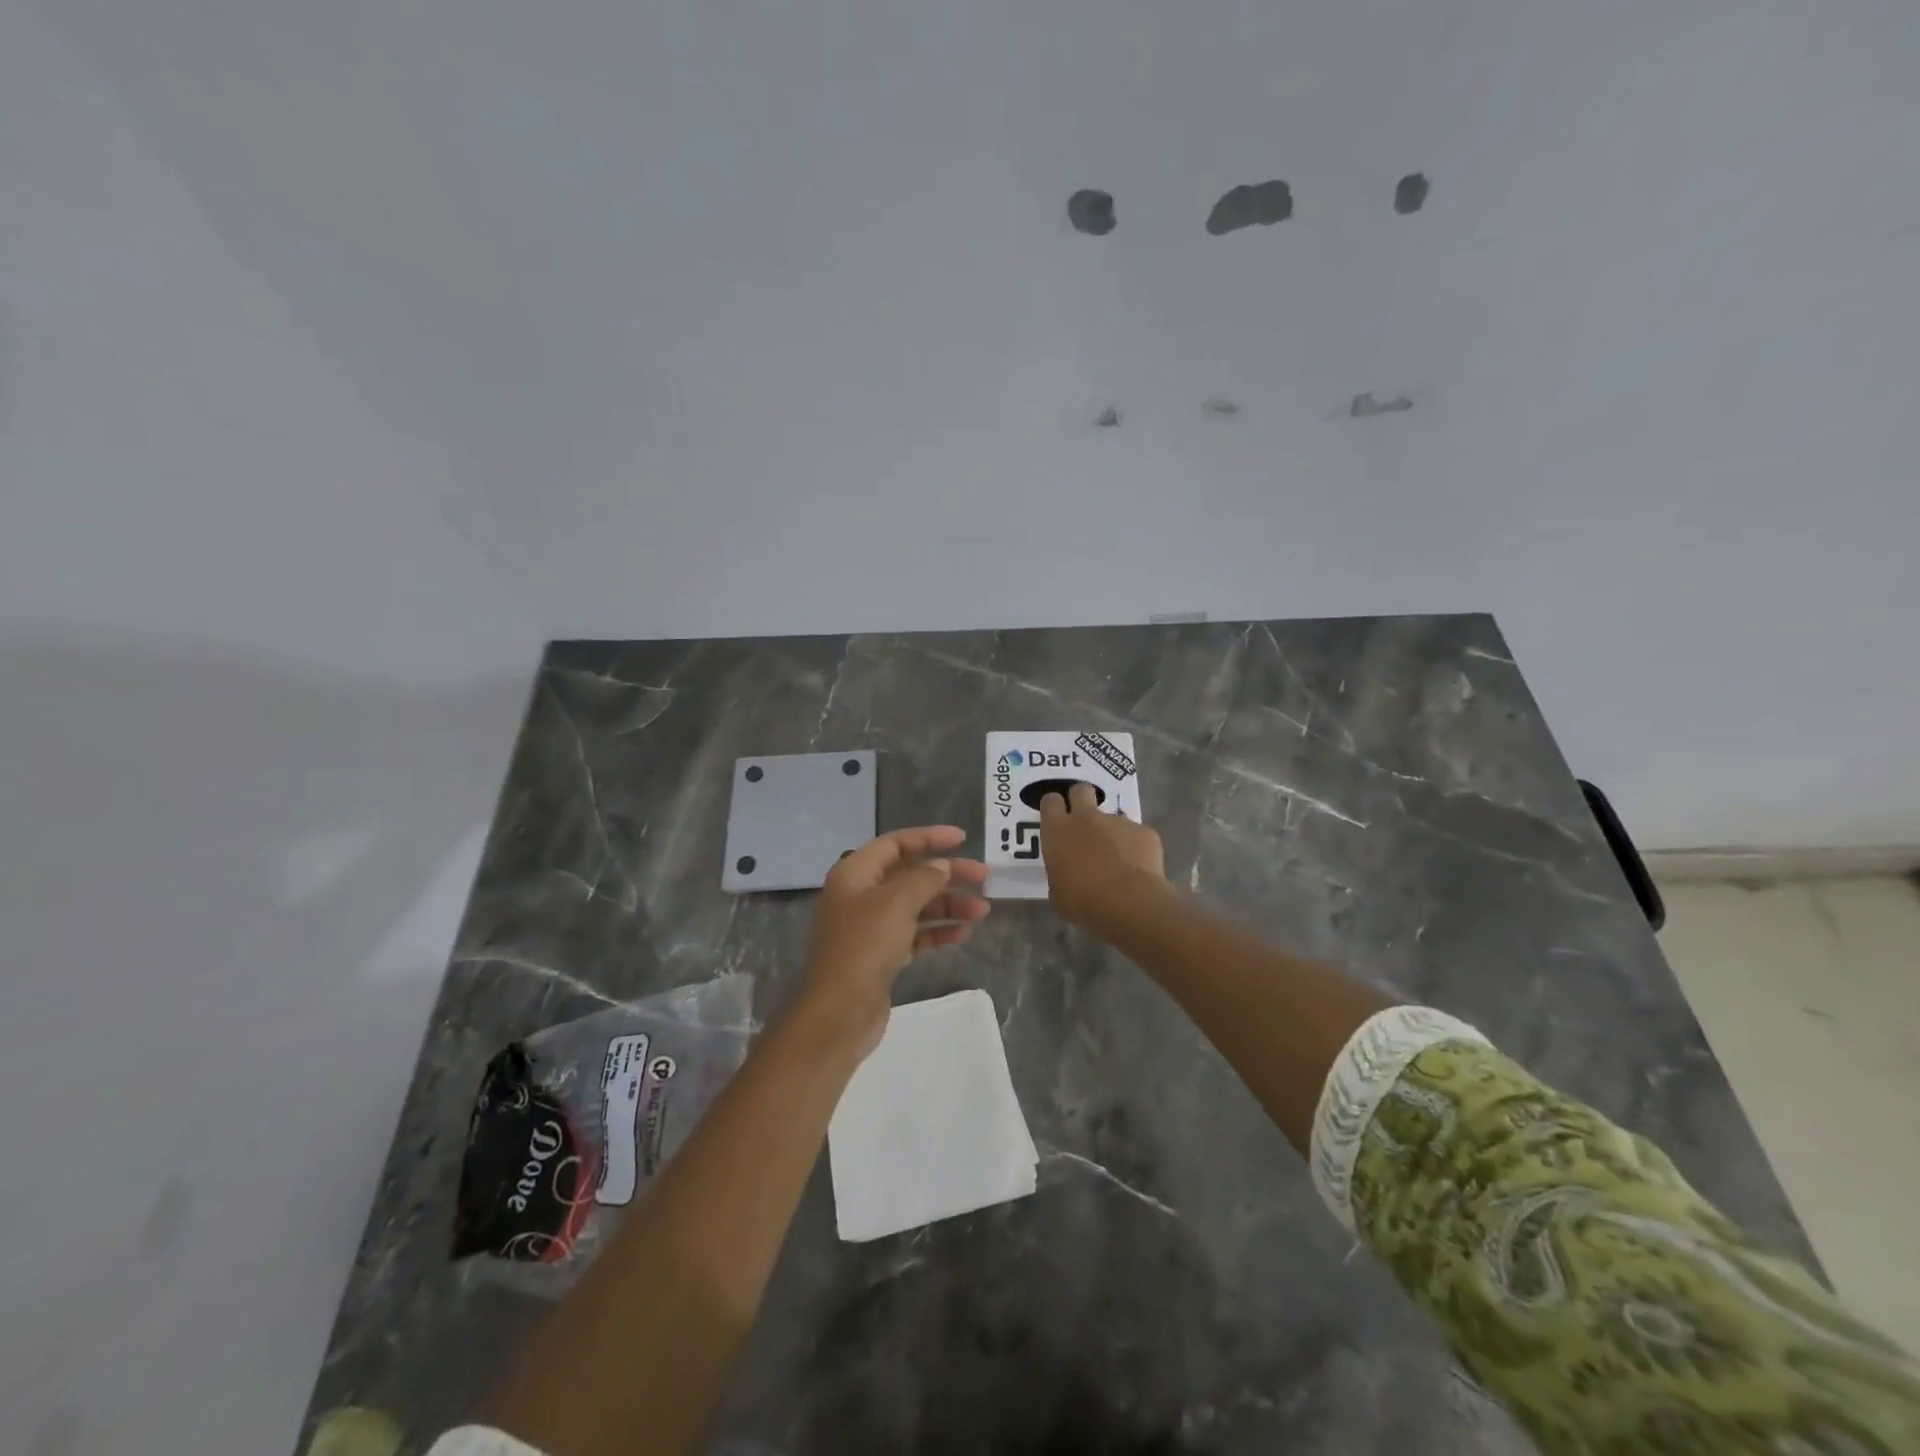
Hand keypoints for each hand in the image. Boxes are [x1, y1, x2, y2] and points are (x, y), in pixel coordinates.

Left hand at [799, 825, 989, 1057]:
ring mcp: (871, 927)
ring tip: (982, 910)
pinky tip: (963, 932)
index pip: (895, 844)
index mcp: (855, 874)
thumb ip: (924, 879)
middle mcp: (861, 895)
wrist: (840, 1012)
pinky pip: (915, 933)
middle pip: (909, 874)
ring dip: (948, 904)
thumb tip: (941, 866)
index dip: (929, 838)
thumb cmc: (865, 947)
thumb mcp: (897, 903)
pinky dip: (937, 930)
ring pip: (916, 905)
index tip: (963, 839)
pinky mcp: (882, 955)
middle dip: (947, 874)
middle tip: (984, 875)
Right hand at [1039, 783, 1165, 930]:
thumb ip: (1060, 871)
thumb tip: (1067, 871)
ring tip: (1119, 862)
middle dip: (1081, 799)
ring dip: (1112, 833)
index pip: (1051, 802)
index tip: (1057, 819)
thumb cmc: (1082, 901)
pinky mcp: (1144, 831)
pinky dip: (1136, 849)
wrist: (1127, 903)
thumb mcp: (1057, 891)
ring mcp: (1118, 821)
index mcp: (1058, 831)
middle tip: (1084, 821)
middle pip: (1081, 790)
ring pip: (1113, 818)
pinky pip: (1137, 836)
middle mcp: (1087, 818)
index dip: (1054, 807)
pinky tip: (1139, 871)